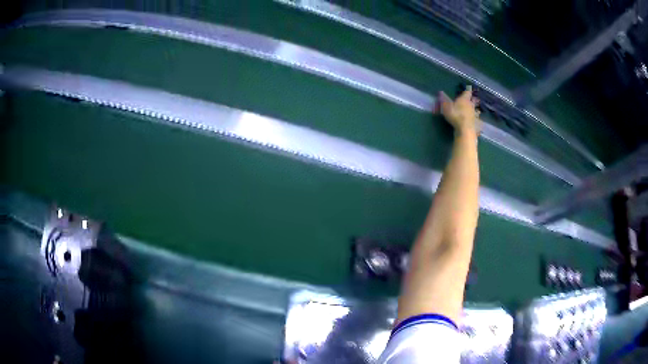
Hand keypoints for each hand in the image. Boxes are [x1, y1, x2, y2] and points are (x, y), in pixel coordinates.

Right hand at [438, 86, 479, 133]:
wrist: (465, 130)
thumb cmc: (456, 115)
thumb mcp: (446, 107)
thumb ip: (444, 100)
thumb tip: (440, 92)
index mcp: (464, 99)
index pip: (467, 92)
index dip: (467, 90)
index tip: (468, 88)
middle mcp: (471, 105)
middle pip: (472, 101)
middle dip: (470, 101)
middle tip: (468, 101)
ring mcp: (474, 114)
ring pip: (475, 110)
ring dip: (473, 110)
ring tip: (471, 112)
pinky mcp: (476, 123)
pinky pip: (476, 119)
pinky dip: (475, 119)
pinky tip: (473, 122)